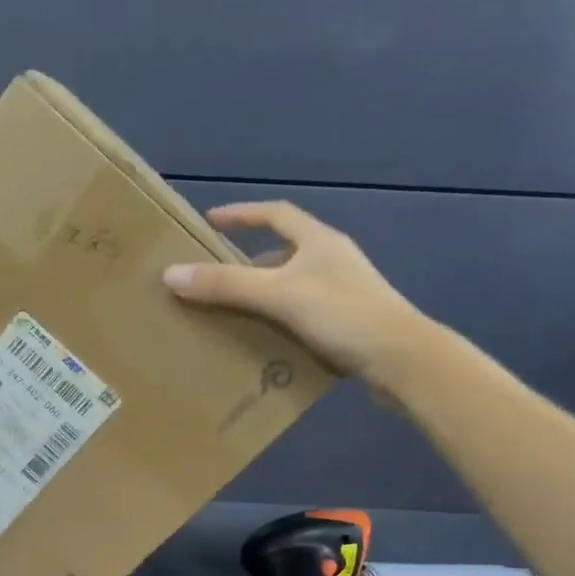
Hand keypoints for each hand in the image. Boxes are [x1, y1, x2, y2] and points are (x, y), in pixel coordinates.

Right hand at [161, 201, 434, 389]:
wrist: (403, 360)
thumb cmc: (343, 315)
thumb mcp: (278, 295)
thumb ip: (226, 285)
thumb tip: (170, 274)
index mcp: (320, 242)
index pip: (276, 215)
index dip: (242, 215)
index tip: (211, 222)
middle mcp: (333, 261)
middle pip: (282, 254)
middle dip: (246, 265)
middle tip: (212, 279)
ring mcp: (344, 294)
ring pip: (292, 288)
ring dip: (262, 297)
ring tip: (230, 314)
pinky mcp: (349, 325)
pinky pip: (303, 316)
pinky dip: (279, 323)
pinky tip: (262, 343)